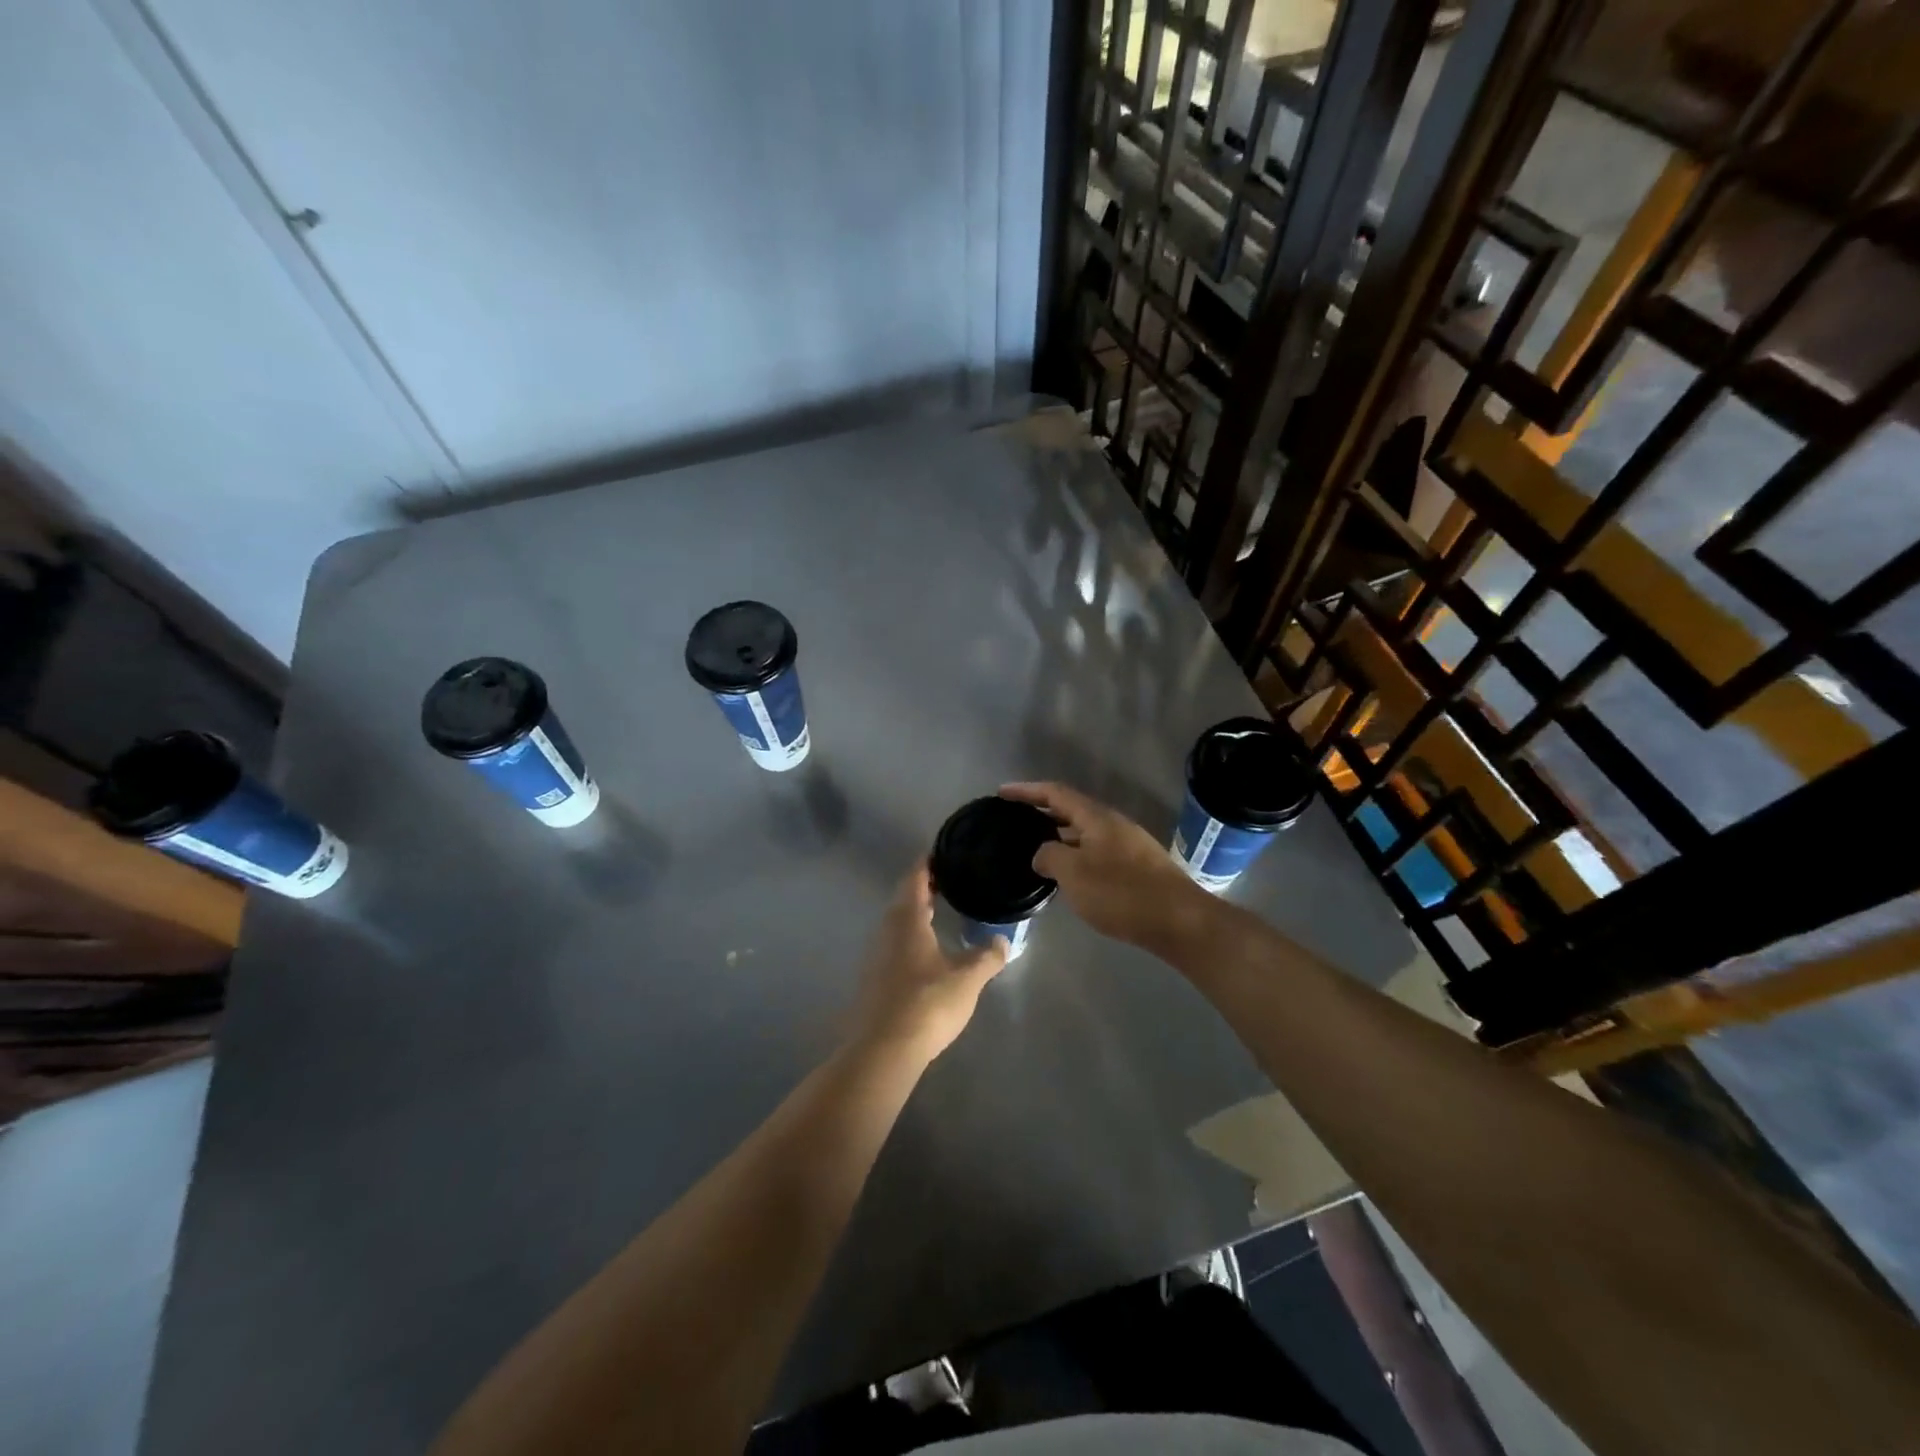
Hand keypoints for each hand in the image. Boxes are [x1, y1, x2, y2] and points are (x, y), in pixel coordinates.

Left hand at [851, 863, 1006, 1060]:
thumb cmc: (927, 1002)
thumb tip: (1003, 941)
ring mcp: (876, 955)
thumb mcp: (967, 978)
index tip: (943, 852)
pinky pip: (894, 945)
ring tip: (941, 912)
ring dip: (916, 914)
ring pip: (897, 923)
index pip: (915, 877)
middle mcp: (886, 930)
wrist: (884, 1049)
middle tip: (950, 880)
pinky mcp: (874, 979)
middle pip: (904, 898)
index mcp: (907, 919)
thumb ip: (987, 957)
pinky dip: (911, 937)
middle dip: (925, 887)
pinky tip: (927, 951)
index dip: (928, 862)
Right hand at [1000, 782, 1213, 950]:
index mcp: (1096, 817)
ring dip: (1059, 836)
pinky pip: (1096, 851)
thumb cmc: (1121, 893)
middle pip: (1071, 809)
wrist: (1179, 921)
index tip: (1002, 793)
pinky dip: (1075, 854)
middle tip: (1014, 821)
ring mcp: (1128, 845)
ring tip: (1034, 849)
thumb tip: (1042, 852)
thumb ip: (1049, 856)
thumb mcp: (1073, 873)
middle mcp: (1113, 824)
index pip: (1055, 793)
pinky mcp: (1137, 867)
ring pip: (1084, 833)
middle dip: (1042, 812)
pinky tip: (1067, 874)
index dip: (1027, 790)